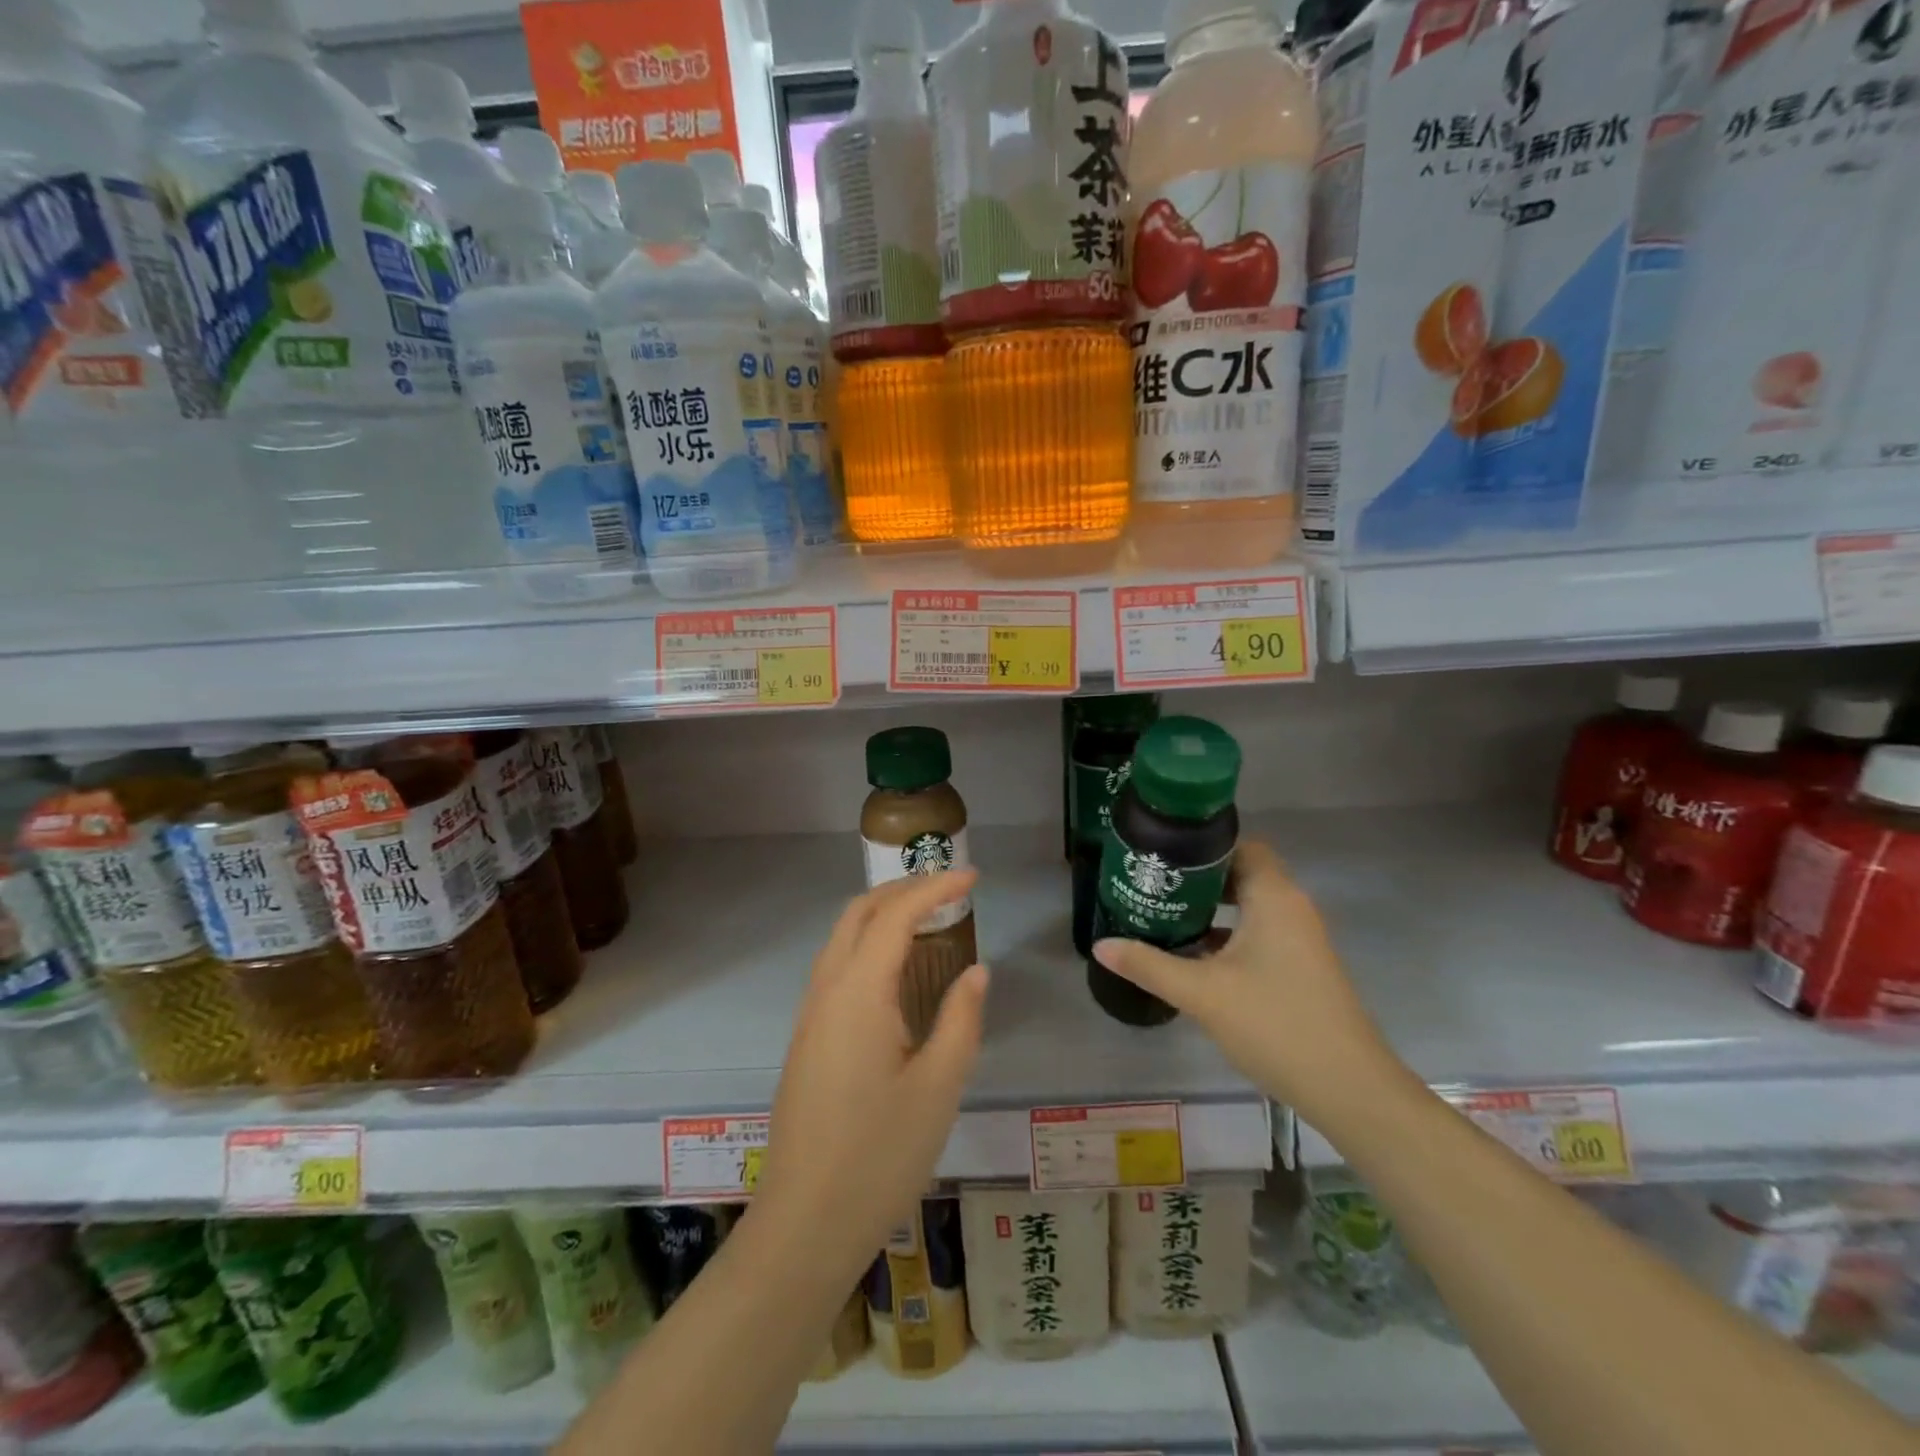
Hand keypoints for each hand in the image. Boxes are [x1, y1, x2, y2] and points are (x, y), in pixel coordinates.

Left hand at [755, 870, 988, 1280]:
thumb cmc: (880, 1156)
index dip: (934, 888)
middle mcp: (826, 991)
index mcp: (858, 994)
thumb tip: (975, 971)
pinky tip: (895, 972)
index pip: (896, 916)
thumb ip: (960, 1019)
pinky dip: (867, 945)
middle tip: (948, 889)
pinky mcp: (806, 1039)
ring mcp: (810, 1015)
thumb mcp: (938, 1087)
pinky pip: (836, 968)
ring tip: (927, 919)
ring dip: (881, 915)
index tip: (972, 877)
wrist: (805, 1225)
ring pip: (841, 939)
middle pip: (858, 914)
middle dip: (902, 890)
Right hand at [1093, 840, 1397, 1123]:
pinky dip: (1227, 932)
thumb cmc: (1275, 1024)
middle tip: (1151, 882)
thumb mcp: (1202, 993)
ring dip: (1210, 906)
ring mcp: (1299, 939)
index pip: (1240, 844)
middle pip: (1241, 872)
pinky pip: (1258, 931)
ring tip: (1163, 912)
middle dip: (1196, 876)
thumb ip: (1149, 964)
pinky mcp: (1300, 966)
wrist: (1349, 1088)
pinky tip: (1193, 953)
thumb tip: (1101, 944)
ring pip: (1249, 904)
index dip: (1201, 843)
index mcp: (1274, 897)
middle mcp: (1291, 907)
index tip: (1160, 852)